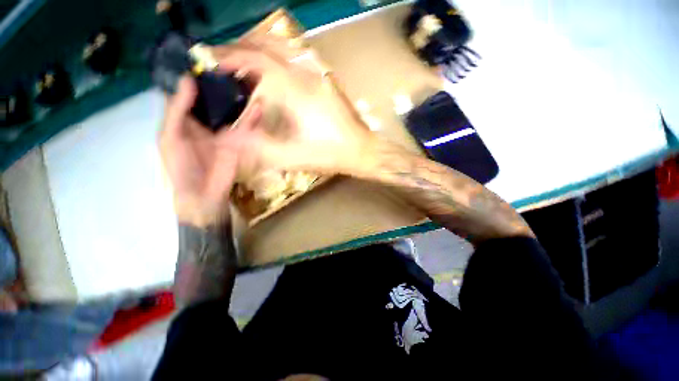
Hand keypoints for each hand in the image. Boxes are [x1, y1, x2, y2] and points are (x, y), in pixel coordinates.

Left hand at [159, 76, 261, 226]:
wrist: (204, 193)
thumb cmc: (181, 166)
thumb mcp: (171, 136)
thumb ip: (178, 110)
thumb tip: (188, 80)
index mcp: (184, 120)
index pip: (189, 95)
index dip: (194, 79)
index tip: (203, 62)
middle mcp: (204, 122)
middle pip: (213, 101)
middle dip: (220, 86)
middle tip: (230, 68)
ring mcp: (223, 131)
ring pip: (231, 112)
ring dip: (238, 100)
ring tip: (247, 82)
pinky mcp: (238, 141)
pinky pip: (245, 128)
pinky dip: (252, 118)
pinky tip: (258, 107)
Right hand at [212, 42, 376, 176]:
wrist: (361, 150)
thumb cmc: (331, 154)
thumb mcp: (294, 157)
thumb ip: (259, 147)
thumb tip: (228, 138)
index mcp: (296, 92)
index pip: (256, 60)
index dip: (229, 57)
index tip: (211, 63)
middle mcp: (306, 75)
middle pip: (268, 45)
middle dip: (241, 49)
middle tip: (223, 64)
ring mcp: (318, 76)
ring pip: (283, 48)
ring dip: (259, 51)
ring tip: (243, 67)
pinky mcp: (324, 82)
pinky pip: (296, 59)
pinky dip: (276, 59)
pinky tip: (272, 75)